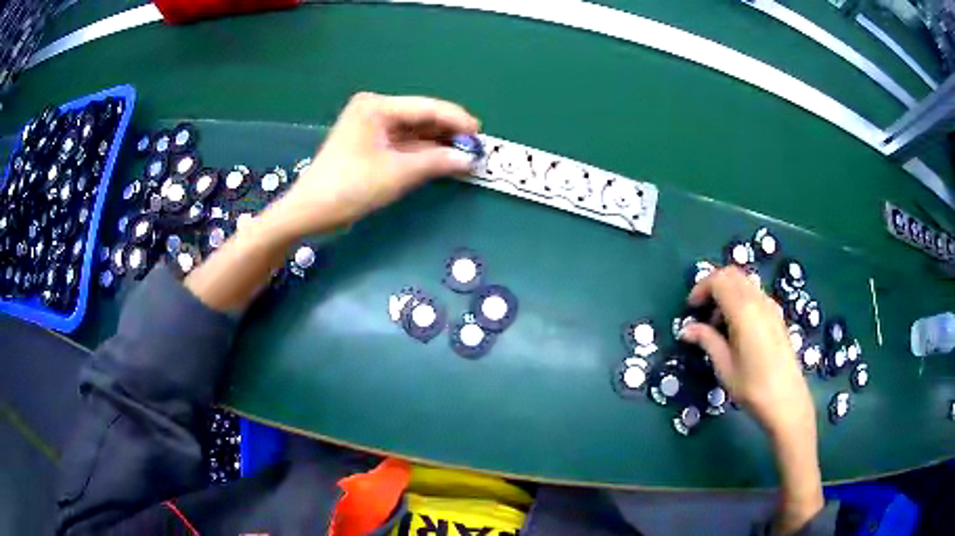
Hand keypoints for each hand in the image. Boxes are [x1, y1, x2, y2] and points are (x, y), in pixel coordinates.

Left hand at [264, 92, 479, 238]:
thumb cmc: (350, 187)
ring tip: (466, 155)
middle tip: (476, 148)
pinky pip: (404, 144)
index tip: (481, 134)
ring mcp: (372, 127)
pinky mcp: (370, 144)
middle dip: (449, 132)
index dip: (456, 119)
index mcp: (377, 106)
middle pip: (421, 117)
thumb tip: (470, 159)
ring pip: (414, 131)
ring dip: (438, 144)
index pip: (426, 107)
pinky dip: (423, 153)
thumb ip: (437, 162)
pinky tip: (443, 160)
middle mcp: (375, 110)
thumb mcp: (397, 173)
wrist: (311, 212)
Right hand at [679, 267, 812, 439]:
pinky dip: (740, 300)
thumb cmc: (752, 386)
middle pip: (732, 274)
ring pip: (744, 282)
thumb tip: (686, 330)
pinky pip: (755, 294)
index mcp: (743, 311)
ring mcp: (770, 306)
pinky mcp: (777, 315)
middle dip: (713, 286)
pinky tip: (737, 328)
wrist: (786, 400)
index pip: (719, 280)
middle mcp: (758, 301)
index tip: (691, 308)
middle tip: (702, 311)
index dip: (701, 288)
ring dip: (727, 292)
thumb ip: (707, 340)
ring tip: (718, 324)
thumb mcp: (724, 366)